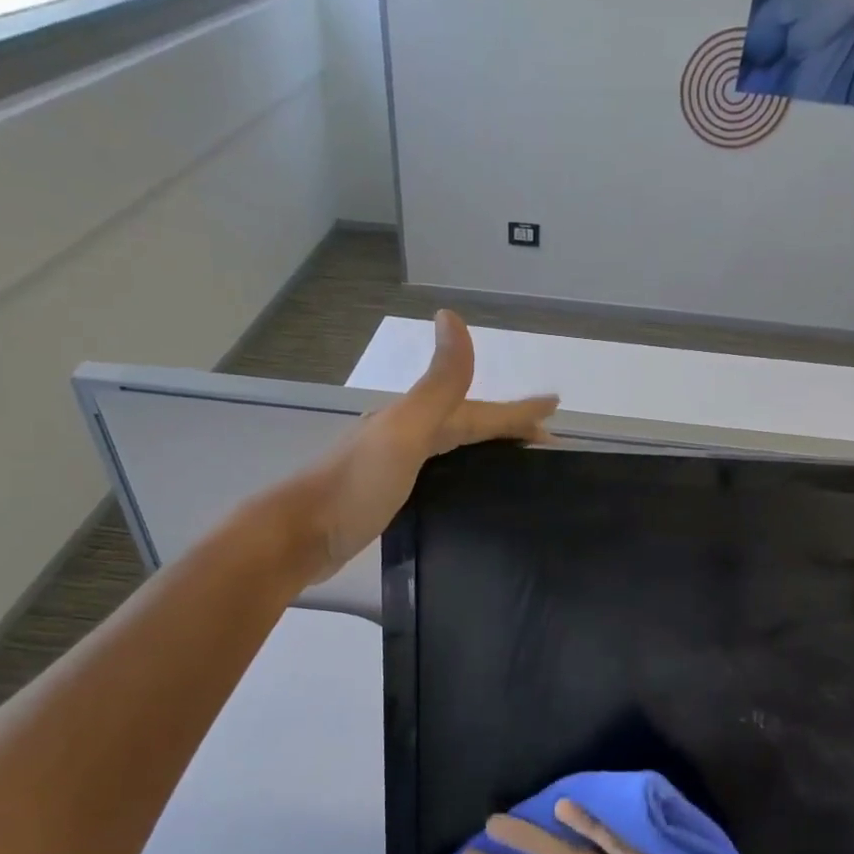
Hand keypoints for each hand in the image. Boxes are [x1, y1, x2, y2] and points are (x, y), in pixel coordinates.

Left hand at [293, 310, 555, 580]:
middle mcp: (408, 436)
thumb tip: (452, 316)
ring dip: (487, 449)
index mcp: (417, 420)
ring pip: (454, 449)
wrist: (297, 537)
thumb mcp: (404, 433)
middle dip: (508, 427)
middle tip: (545, 442)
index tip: (555, 406)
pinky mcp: (390, 496)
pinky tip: (470, 491)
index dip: (517, 409)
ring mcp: (396, 466)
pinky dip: (464, 474)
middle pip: (468, 425)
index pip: (479, 410)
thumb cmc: (355, 487)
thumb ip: (436, 385)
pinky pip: (440, 475)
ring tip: (518, 464)